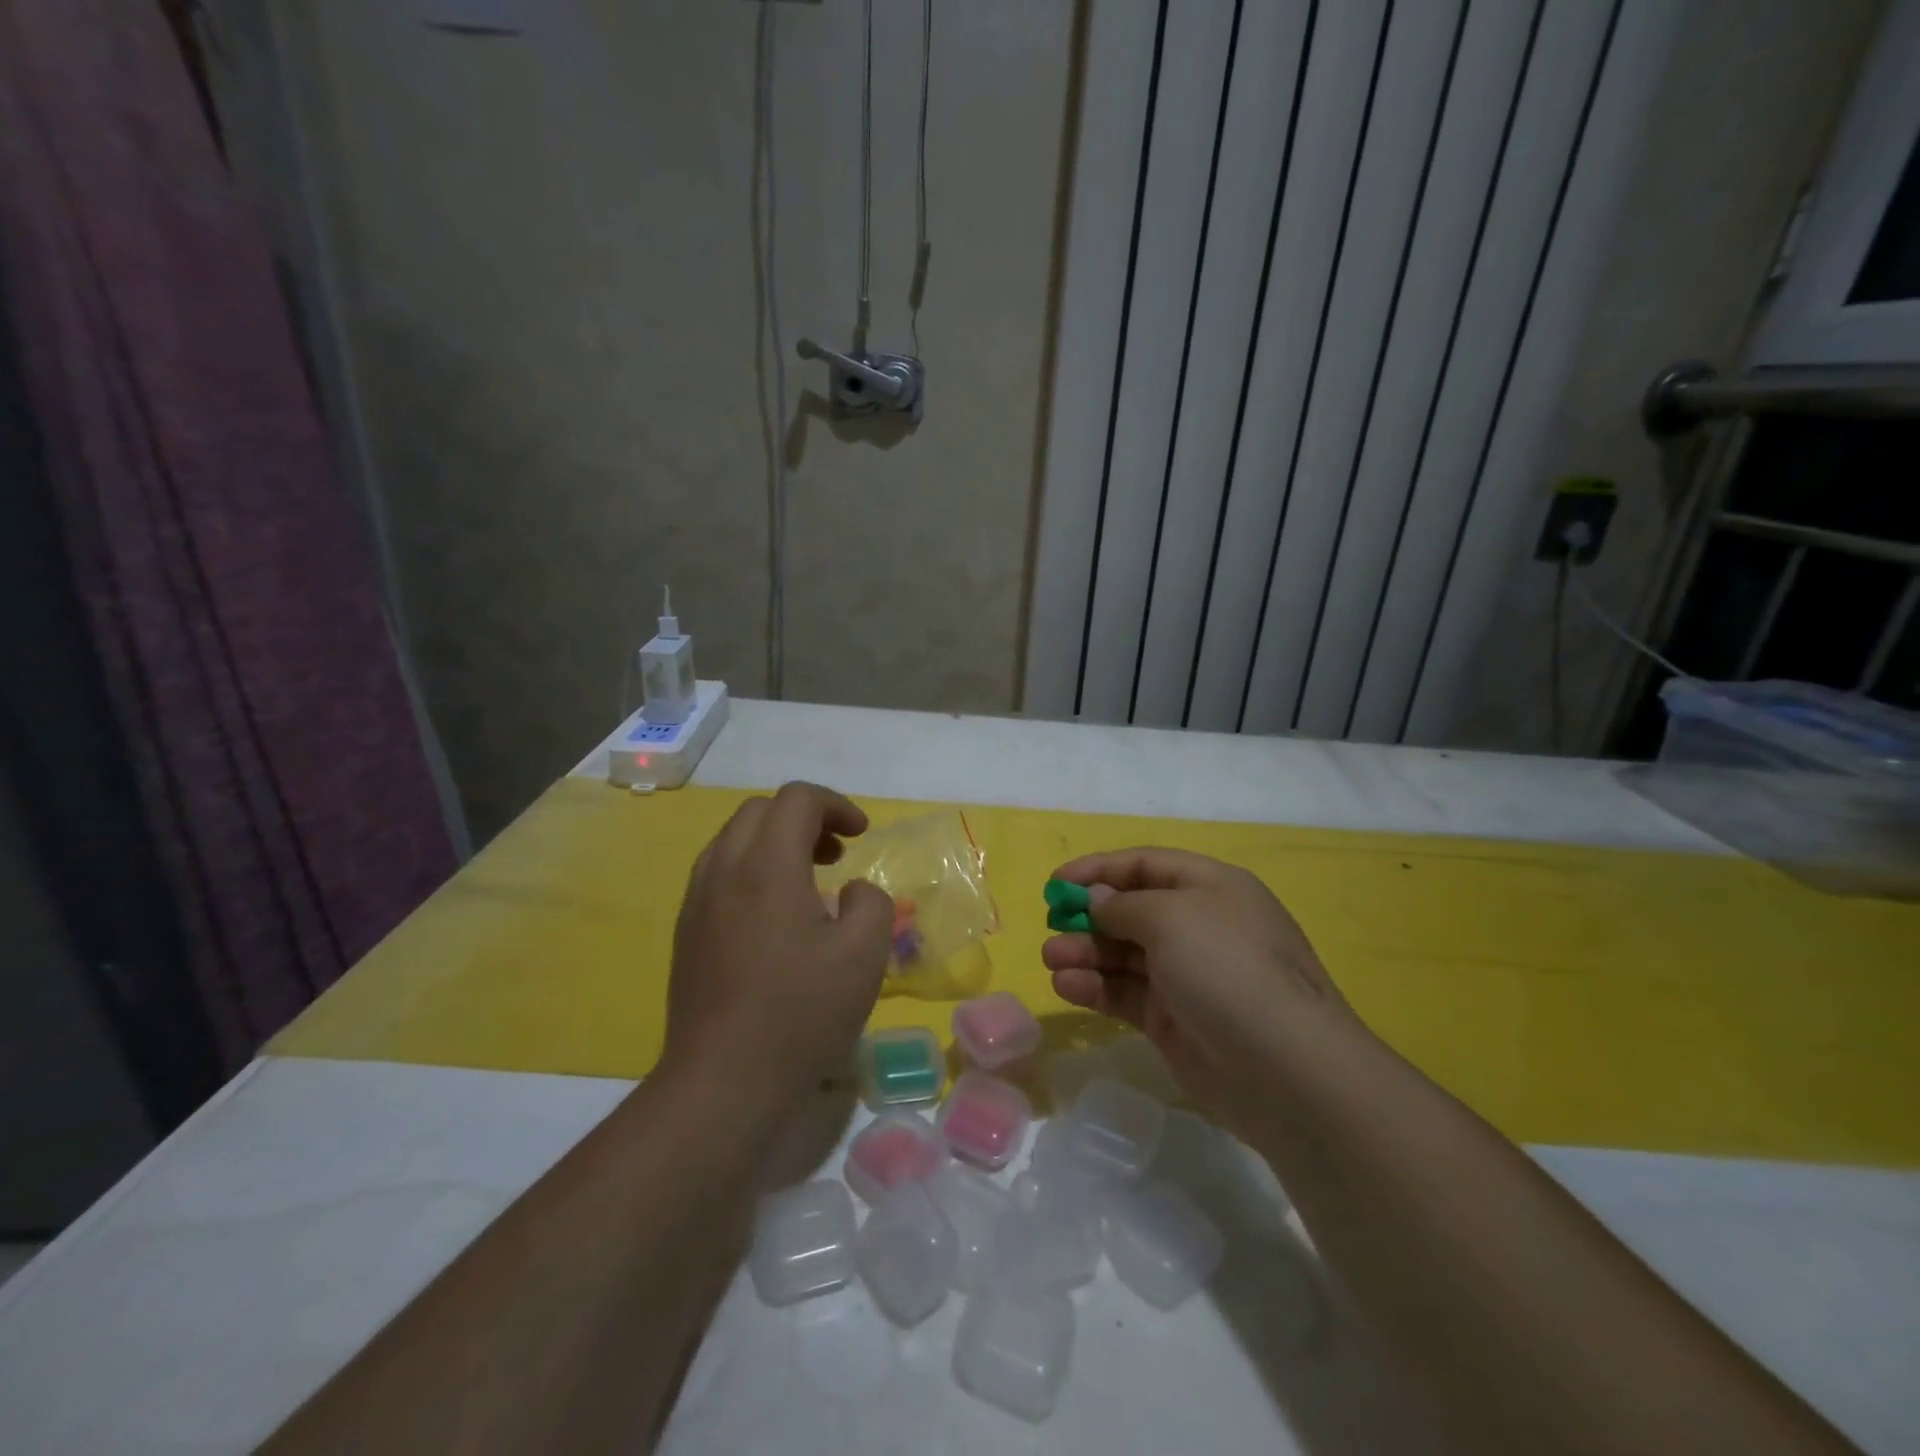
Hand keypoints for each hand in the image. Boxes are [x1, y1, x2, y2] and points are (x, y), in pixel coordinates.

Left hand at [664, 783, 892, 1115]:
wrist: (722, 1081)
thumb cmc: (800, 1012)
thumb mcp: (865, 954)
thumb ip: (870, 902)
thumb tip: (849, 891)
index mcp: (766, 865)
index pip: (796, 799)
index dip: (836, 805)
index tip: (862, 835)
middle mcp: (723, 869)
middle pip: (760, 811)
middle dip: (805, 819)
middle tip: (837, 854)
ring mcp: (697, 901)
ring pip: (734, 840)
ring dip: (775, 843)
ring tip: (808, 880)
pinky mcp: (686, 932)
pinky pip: (719, 873)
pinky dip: (752, 870)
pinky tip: (775, 917)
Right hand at [1042, 848, 1365, 1132]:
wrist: (1284, 1070)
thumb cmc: (1226, 968)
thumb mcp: (1172, 917)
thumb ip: (1124, 905)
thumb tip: (1098, 900)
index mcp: (1211, 888)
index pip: (1145, 865)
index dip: (1099, 870)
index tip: (1056, 884)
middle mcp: (1200, 926)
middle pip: (1132, 911)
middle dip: (1088, 917)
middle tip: (1051, 926)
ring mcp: (1188, 976)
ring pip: (1125, 955)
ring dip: (1086, 953)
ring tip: (1051, 960)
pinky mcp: (1175, 1020)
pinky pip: (1127, 994)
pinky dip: (1096, 988)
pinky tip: (1067, 988)